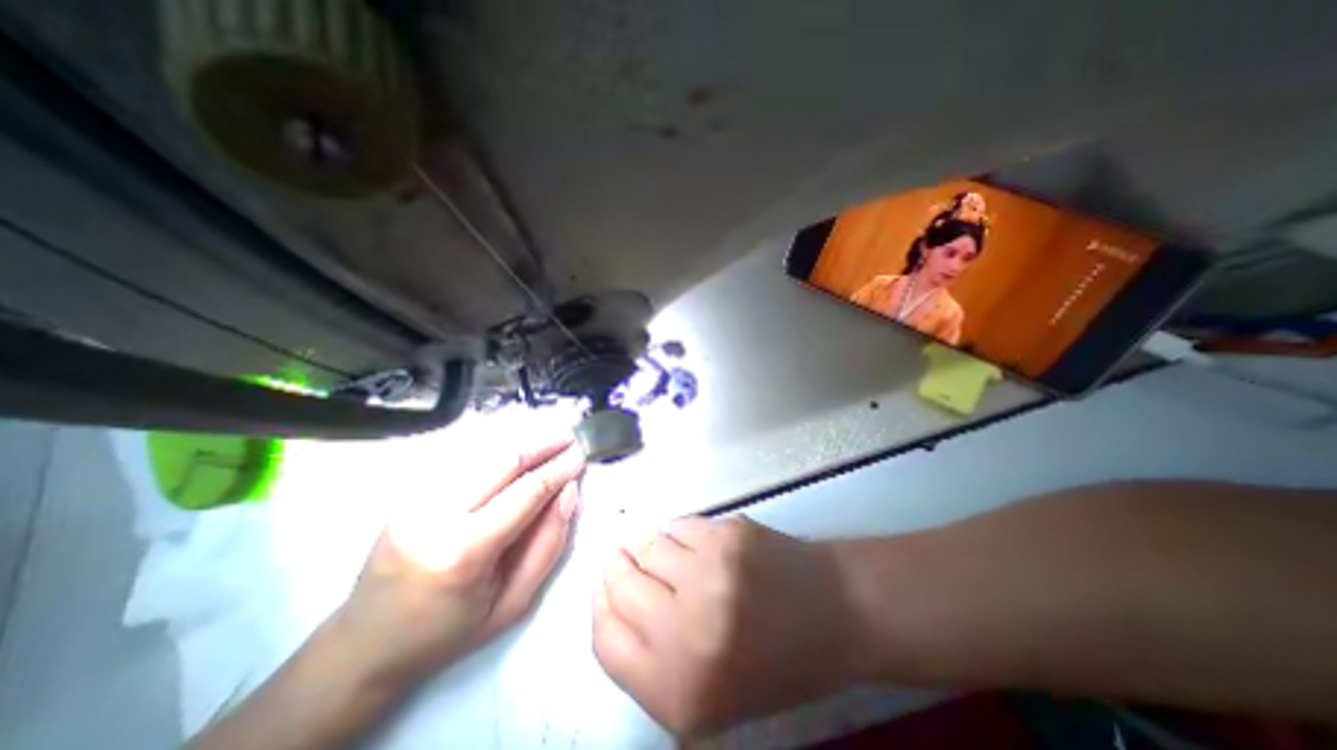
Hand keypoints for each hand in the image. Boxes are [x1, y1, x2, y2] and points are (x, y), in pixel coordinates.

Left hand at [332, 438, 581, 687]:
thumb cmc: (449, 632)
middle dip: (543, 445)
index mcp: (463, 551)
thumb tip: (569, 492)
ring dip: (521, 444)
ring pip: (482, 454)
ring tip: (550, 441)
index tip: (582, 455)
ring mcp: (414, 500)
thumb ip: (549, 544)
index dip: (559, 469)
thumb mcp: (513, 603)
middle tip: (570, 438)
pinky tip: (516, 455)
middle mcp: (434, 515)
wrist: (364, 645)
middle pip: (503, 461)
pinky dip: (496, 453)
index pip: (526, 492)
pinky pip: (463, 462)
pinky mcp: (406, 494)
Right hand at [593, 516, 855, 732]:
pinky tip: (695, 542)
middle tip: (624, 559)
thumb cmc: (772, 663)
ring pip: (647, 545)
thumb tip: (614, 604)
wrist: (834, 613)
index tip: (604, 590)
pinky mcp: (727, 534)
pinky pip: (679, 524)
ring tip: (664, 551)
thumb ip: (653, 663)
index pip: (606, 640)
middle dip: (618, 568)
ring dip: (647, 546)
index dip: (601, 608)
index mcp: (678, 689)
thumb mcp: (709, 696)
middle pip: (620, 584)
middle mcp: (686, 630)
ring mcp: (708, 573)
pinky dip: (678, 532)